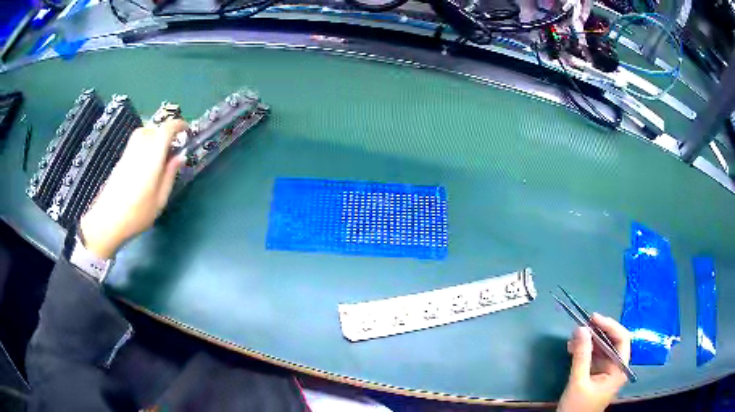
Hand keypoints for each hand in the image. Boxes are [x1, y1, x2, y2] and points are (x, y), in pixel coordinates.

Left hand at [79, 120, 187, 258]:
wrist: (107, 221)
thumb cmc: (137, 214)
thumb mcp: (160, 200)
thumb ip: (170, 175)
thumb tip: (180, 156)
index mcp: (152, 156)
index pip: (166, 129)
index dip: (178, 125)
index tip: (187, 131)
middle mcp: (140, 148)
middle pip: (154, 128)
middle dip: (166, 132)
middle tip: (174, 147)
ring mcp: (128, 153)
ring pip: (143, 132)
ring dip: (154, 136)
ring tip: (160, 153)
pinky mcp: (121, 160)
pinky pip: (136, 142)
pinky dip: (145, 144)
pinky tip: (147, 162)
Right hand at [557, 313, 631, 411]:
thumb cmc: (577, 408)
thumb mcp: (578, 382)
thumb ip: (581, 356)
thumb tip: (581, 328)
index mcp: (619, 369)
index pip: (622, 338)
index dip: (609, 325)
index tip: (592, 318)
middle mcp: (616, 367)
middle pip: (612, 342)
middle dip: (596, 333)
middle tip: (580, 327)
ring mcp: (607, 371)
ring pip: (601, 348)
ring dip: (588, 342)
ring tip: (572, 339)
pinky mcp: (597, 375)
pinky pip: (593, 357)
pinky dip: (584, 351)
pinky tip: (572, 349)